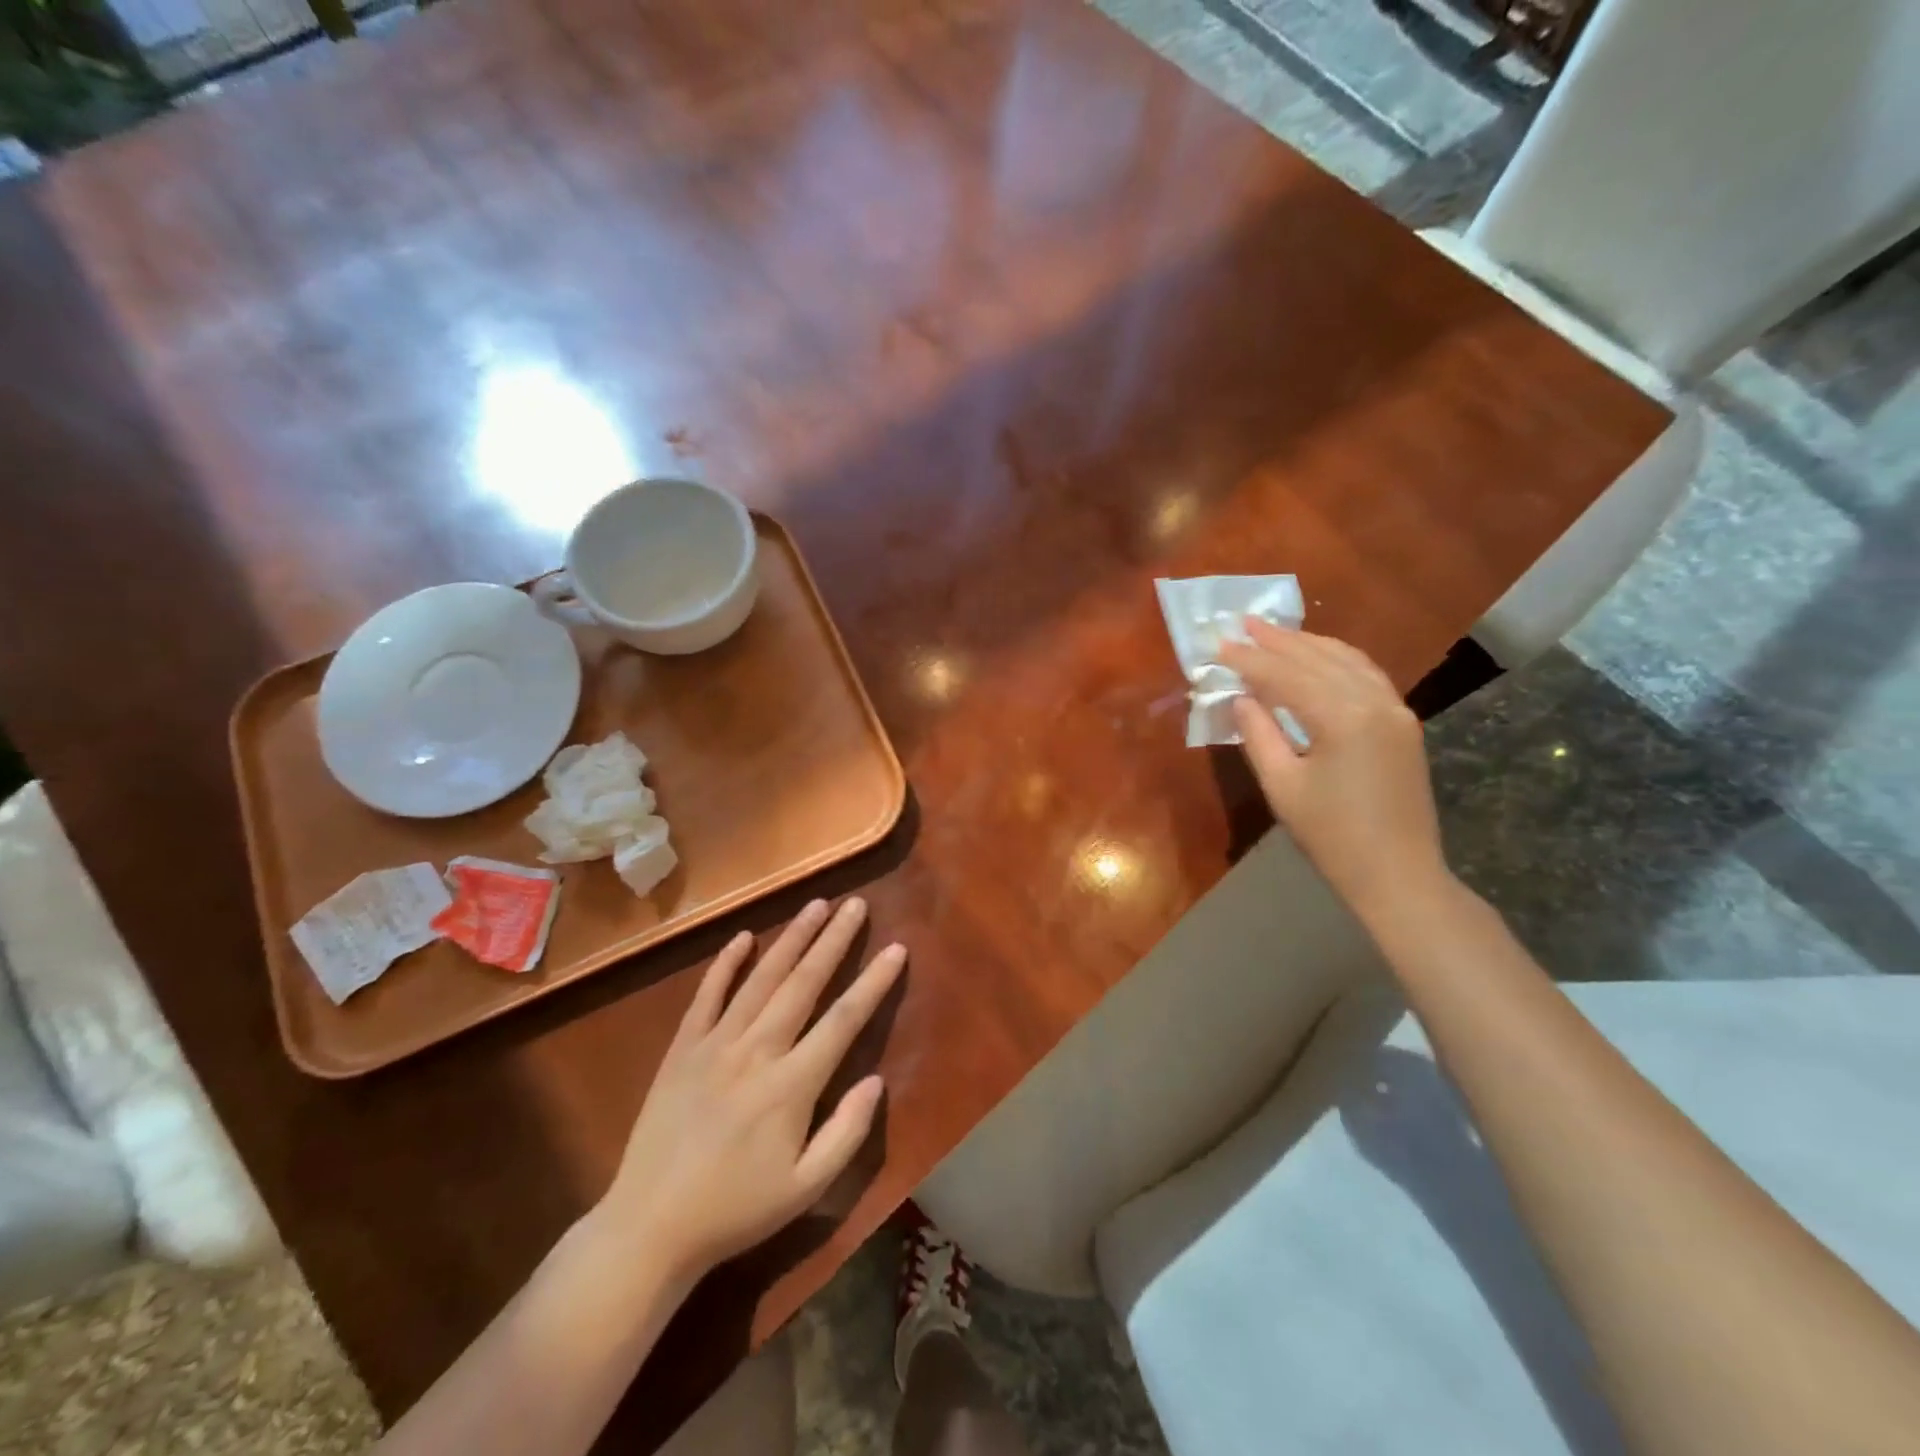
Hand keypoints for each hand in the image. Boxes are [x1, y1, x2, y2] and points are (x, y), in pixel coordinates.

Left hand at [600, 897, 904, 1283]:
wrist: (649, 1228)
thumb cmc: (736, 1211)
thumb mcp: (806, 1190)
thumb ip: (846, 1133)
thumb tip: (876, 1081)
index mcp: (792, 1085)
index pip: (844, 1019)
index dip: (873, 982)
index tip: (895, 949)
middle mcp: (757, 1051)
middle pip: (804, 983)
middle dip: (834, 941)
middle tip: (855, 904)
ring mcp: (715, 1044)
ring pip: (761, 979)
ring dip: (791, 938)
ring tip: (816, 905)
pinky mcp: (682, 1048)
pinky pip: (707, 995)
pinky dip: (725, 964)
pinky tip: (744, 937)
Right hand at [1221, 621, 1448, 915]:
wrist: (1398, 874)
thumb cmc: (1332, 836)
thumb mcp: (1283, 786)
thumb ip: (1259, 734)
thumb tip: (1241, 697)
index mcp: (1342, 718)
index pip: (1286, 675)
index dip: (1250, 659)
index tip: (1220, 643)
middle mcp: (1375, 702)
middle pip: (1318, 659)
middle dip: (1279, 641)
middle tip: (1245, 622)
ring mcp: (1396, 710)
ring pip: (1347, 661)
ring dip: (1309, 644)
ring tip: (1276, 631)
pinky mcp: (1403, 723)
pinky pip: (1367, 676)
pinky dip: (1338, 659)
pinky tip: (1321, 656)